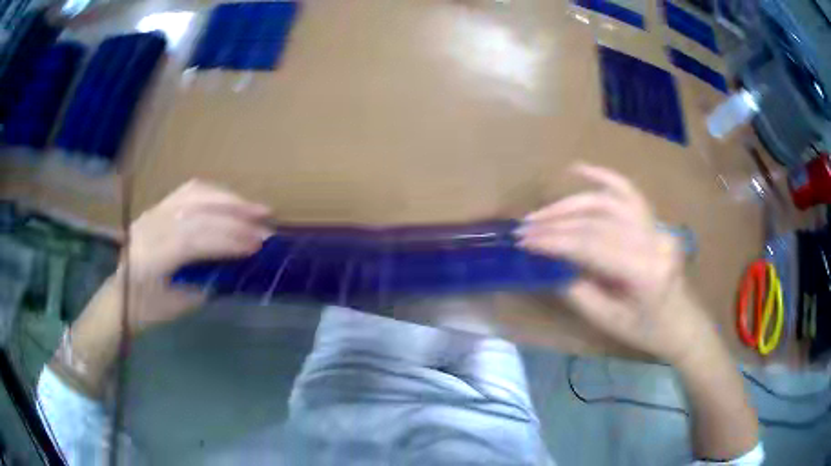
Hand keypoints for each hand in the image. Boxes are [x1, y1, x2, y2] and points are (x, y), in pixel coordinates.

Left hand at [119, 180, 271, 332]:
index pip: (193, 239)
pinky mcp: (158, 206)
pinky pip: (189, 191)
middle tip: (266, 224)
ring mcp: (154, 212)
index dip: (227, 239)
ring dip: (229, 199)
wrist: (120, 294)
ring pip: (195, 194)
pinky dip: (215, 194)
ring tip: (256, 208)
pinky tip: (231, 200)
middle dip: (235, 217)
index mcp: (151, 257)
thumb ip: (205, 282)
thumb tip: (238, 265)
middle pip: (197, 212)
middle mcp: (150, 226)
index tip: (257, 245)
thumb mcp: (178, 305)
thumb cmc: (147, 309)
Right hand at [517, 164, 713, 364]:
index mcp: (645, 272)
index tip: (525, 241)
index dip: (555, 240)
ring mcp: (657, 226)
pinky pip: (629, 192)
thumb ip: (578, 290)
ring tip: (543, 213)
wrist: (682, 323)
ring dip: (571, 203)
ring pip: (608, 202)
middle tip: (525, 228)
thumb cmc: (647, 330)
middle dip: (556, 223)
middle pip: (598, 221)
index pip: (592, 245)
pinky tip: (579, 169)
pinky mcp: (656, 220)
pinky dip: (604, 177)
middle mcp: (653, 240)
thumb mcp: (609, 321)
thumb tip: (548, 264)